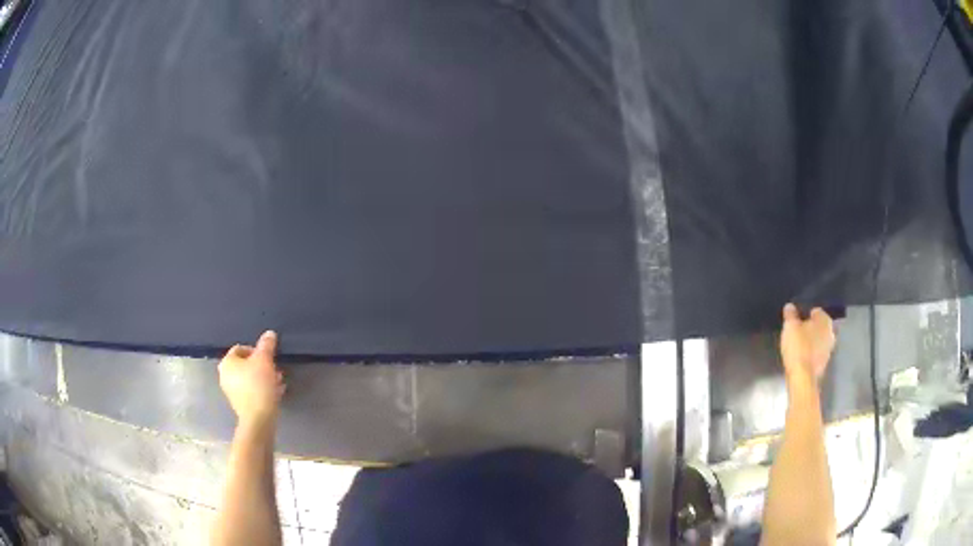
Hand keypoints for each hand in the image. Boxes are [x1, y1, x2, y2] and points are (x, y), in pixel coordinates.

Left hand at [219, 331, 284, 427]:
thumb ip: (266, 345)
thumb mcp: (265, 360)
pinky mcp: (241, 405)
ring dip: (264, 378)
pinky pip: (252, 391)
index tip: (269, 357)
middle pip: (246, 364)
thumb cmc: (258, 384)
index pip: (241, 348)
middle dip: (262, 366)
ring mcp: (232, 392)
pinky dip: (262, 390)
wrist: (258, 418)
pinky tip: (275, 393)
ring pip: (250, 379)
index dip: (256, 350)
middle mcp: (225, 376)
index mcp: (227, 362)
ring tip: (278, 382)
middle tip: (275, 370)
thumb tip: (269, 333)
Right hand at [780, 304, 834, 386]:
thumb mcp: (790, 327)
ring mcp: (829, 349)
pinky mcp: (824, 364)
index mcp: (825, 320)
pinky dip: (811, 353)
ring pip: (819, 340)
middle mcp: (831, 332)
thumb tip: (790, 306)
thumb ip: (790, 315)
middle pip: (819, 327)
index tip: (796, 320)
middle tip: (798, 332)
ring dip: (812, 341)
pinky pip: (817, 353)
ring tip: (799, 345)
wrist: (803, 378)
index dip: (805, 314)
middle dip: (810, 328)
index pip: (816, 311)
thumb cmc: (798, 347)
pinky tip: (802, 357)